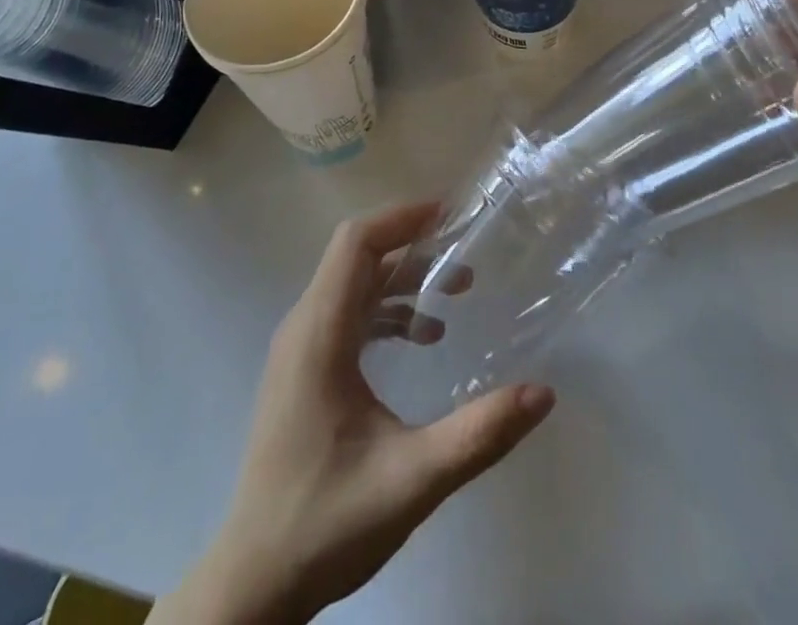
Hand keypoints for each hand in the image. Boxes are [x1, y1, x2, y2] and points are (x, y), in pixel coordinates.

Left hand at [166, 203, 555, 624]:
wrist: (255, 582)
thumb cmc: (326, 522)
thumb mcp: (412, 479)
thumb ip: (478, 434)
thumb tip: (542, 392)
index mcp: (319, 334)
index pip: (355, 243)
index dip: (402, 219)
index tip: (450, 216)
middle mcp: (304, 327)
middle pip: (358, 259)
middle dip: (414, 248)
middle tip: (467, 257)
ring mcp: (300, 349)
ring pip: (354, 286)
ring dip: (404, 280)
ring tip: (456, 294)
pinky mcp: (304, 370)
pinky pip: (348, 315)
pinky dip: (388, 312)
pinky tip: (423, 339)